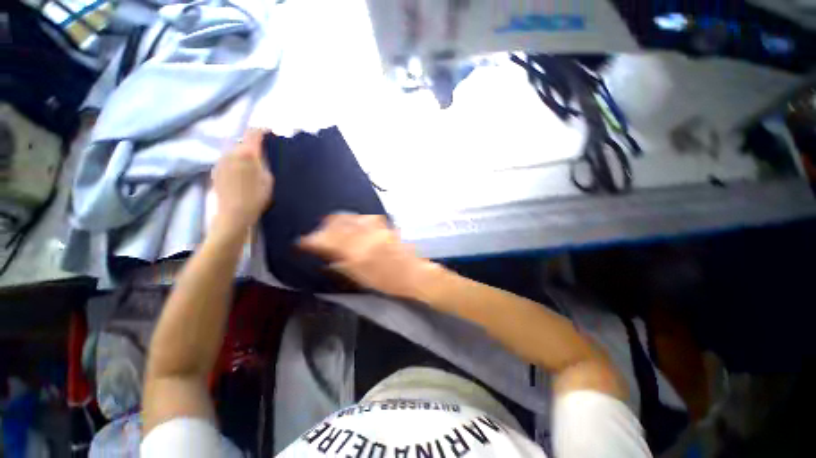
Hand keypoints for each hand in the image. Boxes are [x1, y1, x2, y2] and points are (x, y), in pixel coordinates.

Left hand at [212, 129, 273, 232]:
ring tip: (252, 165)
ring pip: (234, 151)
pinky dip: (236, 162)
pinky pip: (228, 160)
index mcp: (248, 153)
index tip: (270, 133)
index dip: (262, 130)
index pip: (253, 132)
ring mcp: (221, 160)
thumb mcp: (269, 179)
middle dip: (253, 145)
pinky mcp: (215, 169)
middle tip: (264, 153)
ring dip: (243, 154)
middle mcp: (231, 152)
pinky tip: (241, 174)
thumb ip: (265, 163)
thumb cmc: (257, 197)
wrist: (234, 213)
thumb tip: (262, 154)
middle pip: (243, 142)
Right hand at [300, 214, 441, 298]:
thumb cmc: (388, 282)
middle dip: (322, 227)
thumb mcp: (361, 277)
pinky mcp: (384, 226)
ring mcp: (376, 229)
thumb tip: (325, 256)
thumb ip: (341, 264)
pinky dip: (352, 220)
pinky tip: (350, 224)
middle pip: (337, 224)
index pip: (327, 241)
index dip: (311, 240)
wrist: (414, 273)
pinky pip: (363, 218)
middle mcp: (366, 236)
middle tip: (316, 234)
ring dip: (336, 221)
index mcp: (357, 253)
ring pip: (350, 218)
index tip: (301, 243)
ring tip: (330, 227)